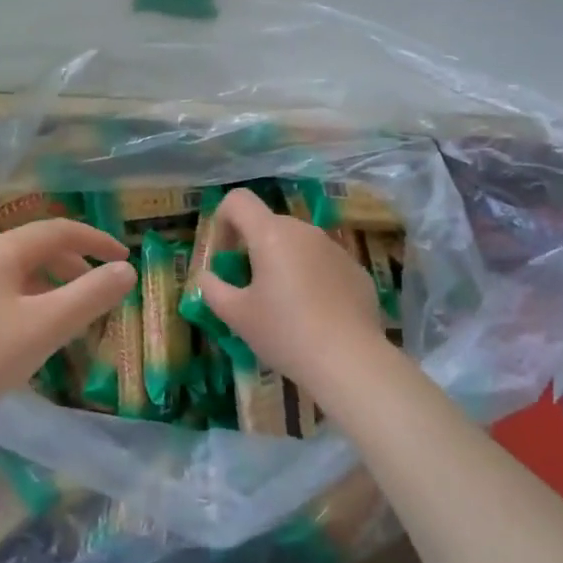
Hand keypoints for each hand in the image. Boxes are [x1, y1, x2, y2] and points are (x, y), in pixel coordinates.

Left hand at [0, 218, 134, 422]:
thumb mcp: (48, 325)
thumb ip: (92, 295)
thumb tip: (127, 270)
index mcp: (0, 249)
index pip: (58, 230)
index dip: (96, 240)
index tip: (124, 258)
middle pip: (36, 247)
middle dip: (74, 265)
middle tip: (100, 290)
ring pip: (16, 269)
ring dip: (51, 283)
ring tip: (70, 314)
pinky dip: (27, 297)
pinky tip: (29, 329)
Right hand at [194, 188, 383, 391]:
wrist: (350, 361)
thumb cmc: (284, 333)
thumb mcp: (236, 315)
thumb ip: (212, 289)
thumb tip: (206, 277)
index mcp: (271, 234)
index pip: (238, 200)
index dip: (222, 222)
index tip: (224, 259)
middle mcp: (305, 231)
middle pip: (268, 224)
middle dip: (252, 249)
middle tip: (248, 290)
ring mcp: (335, 248)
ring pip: (298, 244)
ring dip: (283, 263)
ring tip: (283, 306)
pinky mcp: (356, 270)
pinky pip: (323, 263)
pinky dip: (311, 278)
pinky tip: (314, 315)